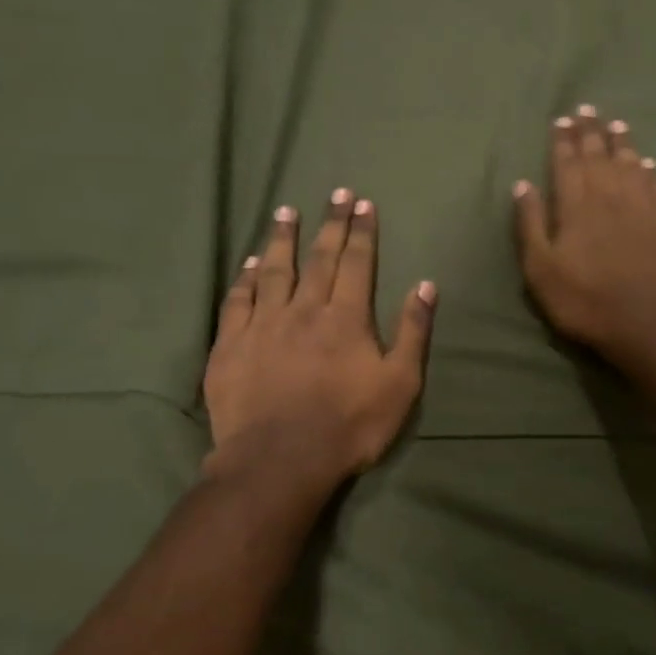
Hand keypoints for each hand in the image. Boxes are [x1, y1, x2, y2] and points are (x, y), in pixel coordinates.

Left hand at [203, 192, 435, 485]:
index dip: (361, 231)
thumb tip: (425, 285)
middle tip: (335, 193)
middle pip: (318, 258)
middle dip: (330, 224)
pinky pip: (238, 300)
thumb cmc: (349, 425)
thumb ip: (413, 332)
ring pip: (274, 270)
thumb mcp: (400, 384)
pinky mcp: (231, 345)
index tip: (362, 203)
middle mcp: (303, 309)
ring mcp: (263, 325)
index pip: (356, 263)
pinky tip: (250, 263)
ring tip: (286, 212)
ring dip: (282, 239)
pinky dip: (245, 278)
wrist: (279, 461)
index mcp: (346, 317)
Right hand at [513, 106, 655, 357]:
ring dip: (622, 143)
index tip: (562, 119)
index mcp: (577, 204)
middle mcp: (612, 195)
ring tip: (617, 125)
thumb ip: (530, 224)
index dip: (564, 139)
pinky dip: (651, 172)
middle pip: (600, 155)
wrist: (650, 324)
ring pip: (632, 164)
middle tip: (588, 109)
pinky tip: (649, 166)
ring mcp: (646, 206)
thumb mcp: (541, 270)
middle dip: (591, 131)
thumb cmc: (586, 301)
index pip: (567, 162)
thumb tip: (523, 184)